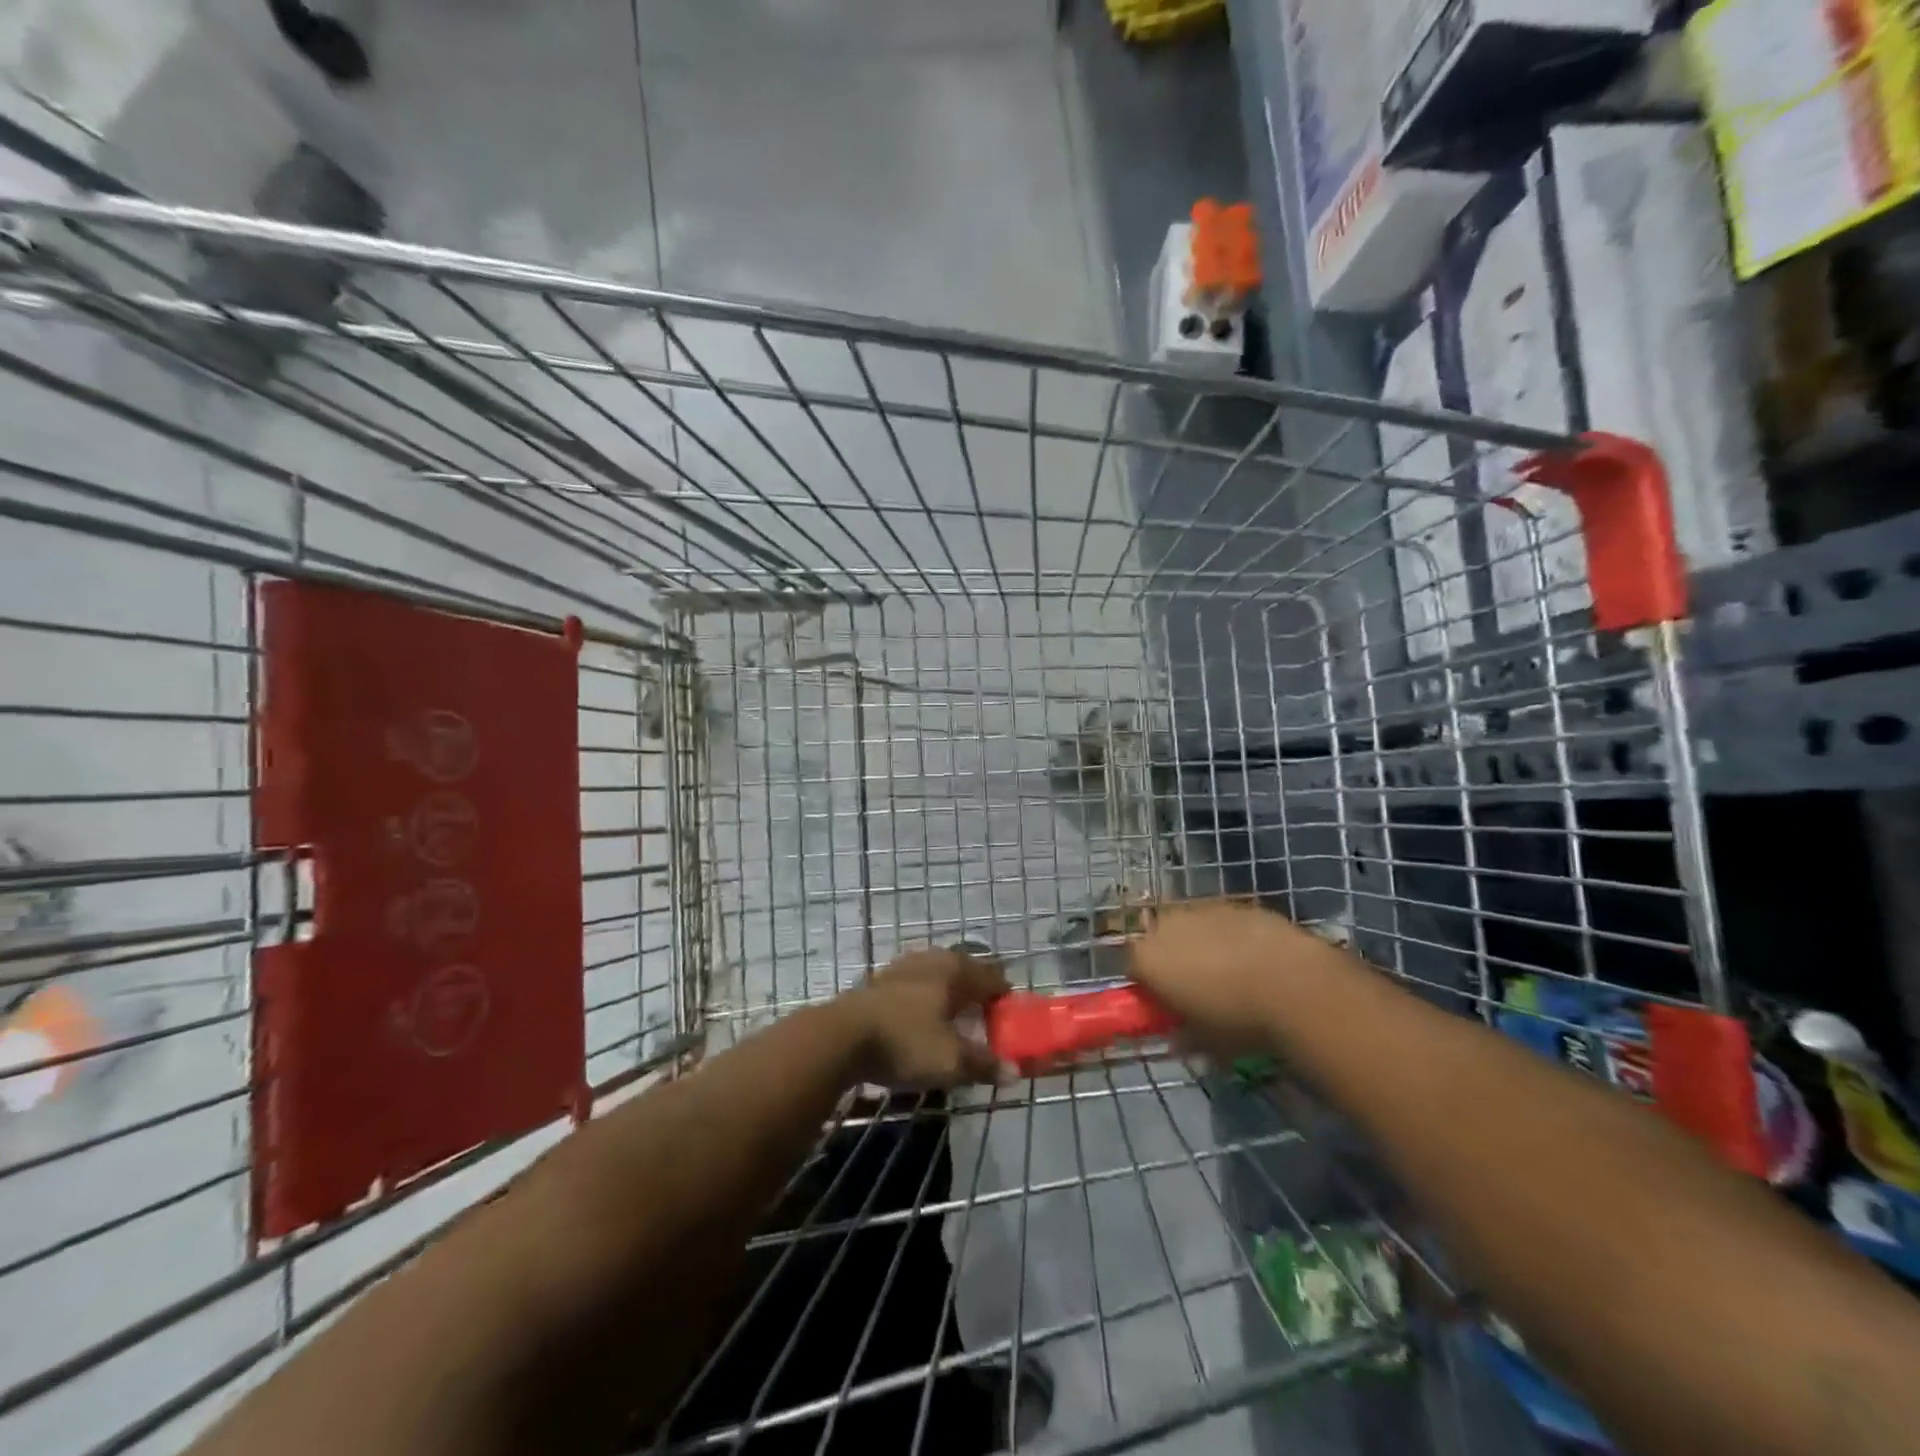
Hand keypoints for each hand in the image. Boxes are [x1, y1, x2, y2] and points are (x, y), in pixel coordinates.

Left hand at [840, 948, 1011, 1087]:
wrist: (841, 1037)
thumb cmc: (905, 1042)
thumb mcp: (950, 1061)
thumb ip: (983, 1064)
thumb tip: (1014, 1071)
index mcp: (954, 970)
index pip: (992, 976)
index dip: (1005, 996)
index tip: (1012, 1017)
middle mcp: (931, 960)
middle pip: (964, 970)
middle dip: (977, 991)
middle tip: (985, 1016)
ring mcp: (902, 967)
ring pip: (937, 974)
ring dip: (949, 993)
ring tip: (954, 1017)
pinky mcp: (879, 980)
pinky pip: (915, 984)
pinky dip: (925, 998)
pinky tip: (920, 1017)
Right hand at [1128, 900, 1335, 1052]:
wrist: (1294, 984)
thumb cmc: (1237, 1019)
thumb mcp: (1204, 1042)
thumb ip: (1182, 1035)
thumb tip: (1178, 1037)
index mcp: (1147, 958)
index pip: (1132, 968)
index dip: (1148, 986)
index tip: (1166, 1004)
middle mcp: (1166, 925)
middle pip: (1158, 939)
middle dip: (1171, 959)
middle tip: (1196, 987)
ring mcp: (1201, 908)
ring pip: (1191, 926)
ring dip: (1201, 944)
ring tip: (1230, 972)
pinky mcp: (1235, 902)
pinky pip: (1222, 920)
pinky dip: (1230, 935)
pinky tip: (1255, 957)